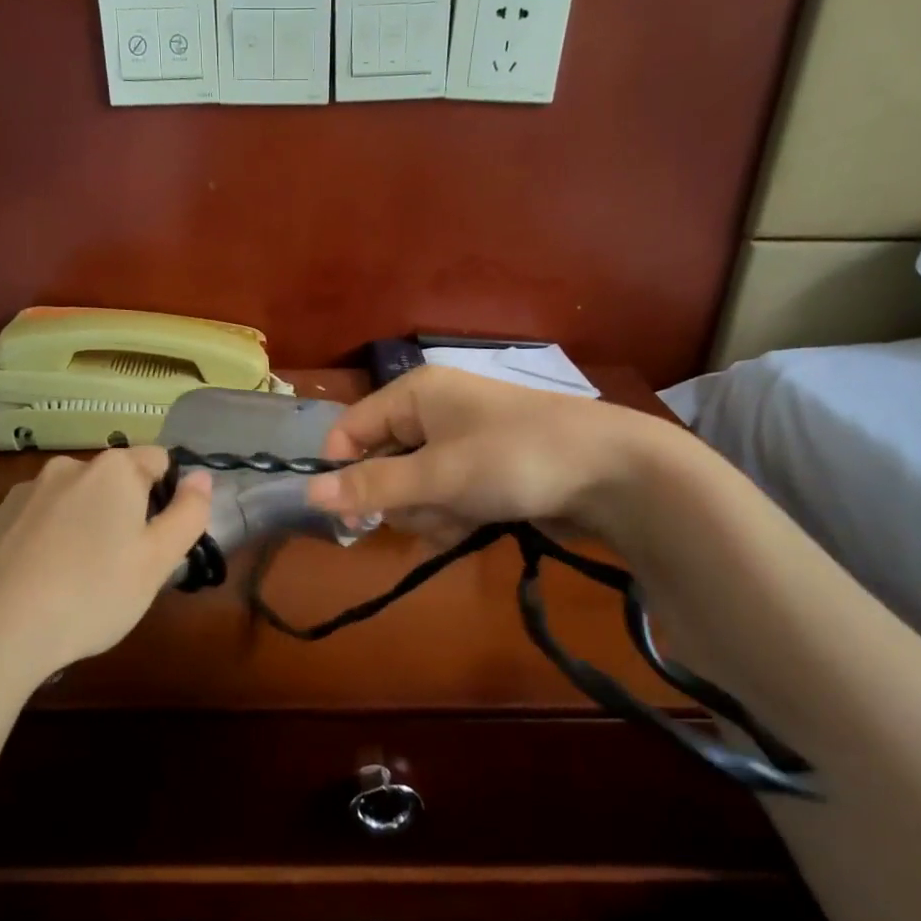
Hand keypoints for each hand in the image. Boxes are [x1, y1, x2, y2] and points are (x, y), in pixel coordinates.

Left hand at [0, 447, 211, 682]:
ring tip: (73, 582)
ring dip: (78, 526)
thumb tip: (202, 477)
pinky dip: (38, 544)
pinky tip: (32, 586)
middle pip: (110, 481)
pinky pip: (27, 525)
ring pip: (66, 502)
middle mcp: (64, 468)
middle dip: (120, 512)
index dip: (167, 495)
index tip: (158, 539)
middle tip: (120, 567)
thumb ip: (188, 514)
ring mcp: (18, 494)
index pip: (158, 460)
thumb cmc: (91, 594)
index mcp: (113, 471)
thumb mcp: (157, 562)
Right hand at [305, 366, 670, 539]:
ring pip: (412, 489)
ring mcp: (459, 445)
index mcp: (414, 394)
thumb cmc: (515, 459)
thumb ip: (372, 485)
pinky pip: (443, 499)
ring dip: (430, 513)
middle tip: (432, 508)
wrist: (613, 473)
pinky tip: (475, 526)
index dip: (343, 471)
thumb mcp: (437, 475)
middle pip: (380, 465)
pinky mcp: (482, 473)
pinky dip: (451, 518)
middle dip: (401, 498)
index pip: (350, 430)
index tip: (350, 517)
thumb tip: (307, 495)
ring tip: (466, 515)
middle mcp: (431, 414)